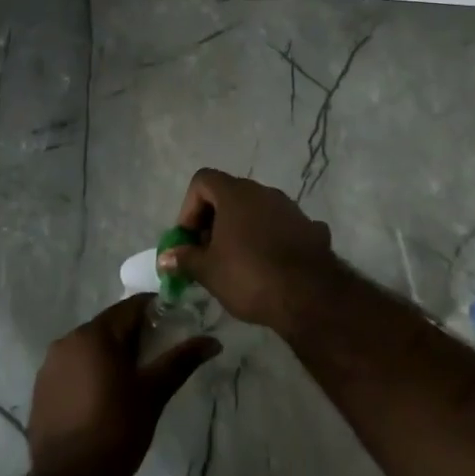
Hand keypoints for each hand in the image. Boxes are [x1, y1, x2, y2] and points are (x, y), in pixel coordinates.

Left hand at [28, 295, 220, 475]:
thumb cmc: (118, 430)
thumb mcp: (154, 392)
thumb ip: (182, 360)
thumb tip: (213, 341)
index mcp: (95, 334)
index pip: (130, 307)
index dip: (154, 311)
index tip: (173, 324)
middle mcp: (67, 341)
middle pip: (108, 326)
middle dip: (132, 336)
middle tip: (156, 356)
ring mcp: (49, 367)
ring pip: (88, 348)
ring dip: (109, 355)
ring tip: (130, 380)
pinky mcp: (40, 391)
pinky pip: (71, 370)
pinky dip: (89, 374)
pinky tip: (102, 399)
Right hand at [157, 169, 337, 332]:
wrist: (309, 295)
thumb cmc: (249, 276)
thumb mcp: (208, 271)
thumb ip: (185, 259)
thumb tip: (165, 258)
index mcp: (236, 194)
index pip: (203, 180)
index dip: (189, 207)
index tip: (190, 238)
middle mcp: (264, 192)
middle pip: (230, 194)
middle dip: (214, 220)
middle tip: (208, 252)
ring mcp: (291, 208)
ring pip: (257, 210)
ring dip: (243, 229)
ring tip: (238, 262)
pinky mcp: (310, 227)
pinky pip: (281, 227)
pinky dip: (270, 240)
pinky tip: (270, 266)